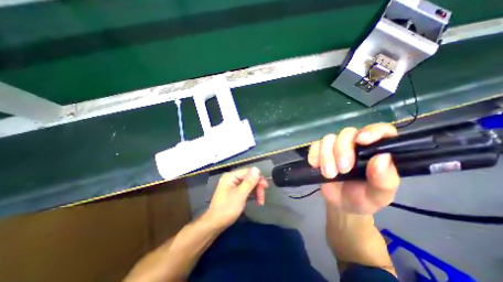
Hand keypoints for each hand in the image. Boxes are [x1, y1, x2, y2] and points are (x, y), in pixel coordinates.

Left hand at [204, 168, 268, 228]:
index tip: (265, 188)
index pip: (249, 171)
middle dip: (258, 187)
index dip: (258, 178)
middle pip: (250, 177)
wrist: (215, 224)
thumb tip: (257, 169)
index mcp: (231, 176)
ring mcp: (233, 184)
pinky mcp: (235, 191)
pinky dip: (252, 194)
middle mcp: (232, 178)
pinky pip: (247, 189)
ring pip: (250, 184)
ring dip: (256, 192)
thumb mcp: (240, 195)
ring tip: (260, 202)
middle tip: (262, 198)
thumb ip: (249, 182)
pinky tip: (256, 201)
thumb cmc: (226, 209)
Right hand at [306, 122, 400, 212]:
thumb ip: (385, 180)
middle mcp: (355, 145)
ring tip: (329, 174)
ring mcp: (335, 147)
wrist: (340, 204)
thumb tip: (382, 158)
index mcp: (375, 151)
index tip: (361, 141)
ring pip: (328, 139)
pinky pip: (314, 145)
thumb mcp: (379, 196)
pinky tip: (315, 166)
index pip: (380, 130)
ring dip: (326, 155)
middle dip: (342, 150)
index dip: (372, 131)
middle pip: (347, 133)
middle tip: (342, 170)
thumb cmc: (363, 199)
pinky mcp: (320, 151)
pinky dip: (314, 154)